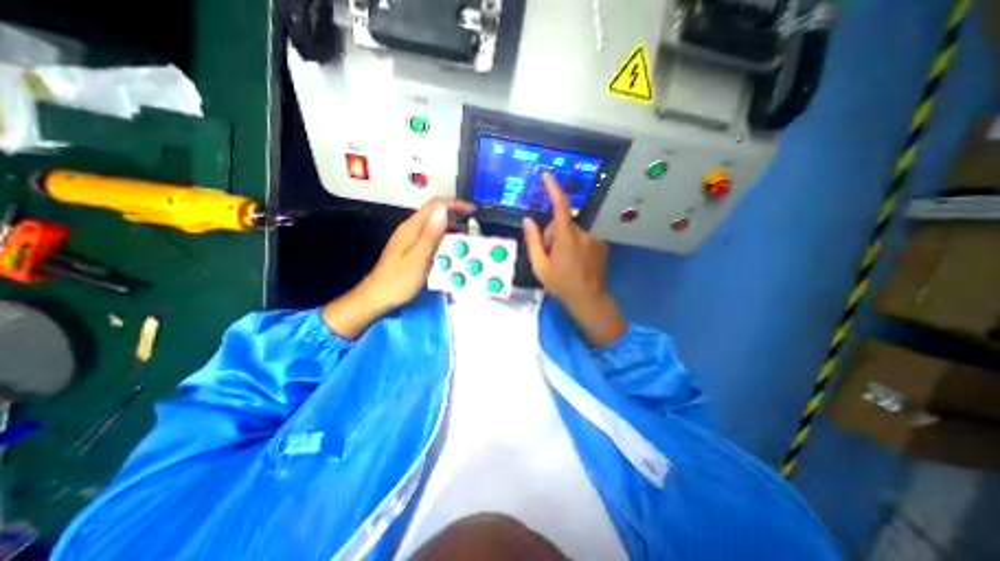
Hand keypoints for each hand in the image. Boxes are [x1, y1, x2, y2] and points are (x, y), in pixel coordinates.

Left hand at [321, 198, 472, 336]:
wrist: (377, 297)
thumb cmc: (399, 281)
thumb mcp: (419, 258)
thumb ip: (431, 235)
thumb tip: (443, 210)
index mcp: (412, 228)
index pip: (435, 205)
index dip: (455, 204)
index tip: (473, 212)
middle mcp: (411, 229)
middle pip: (435, 213)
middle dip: (456, 216)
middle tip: (473, 229)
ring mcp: (410, 238)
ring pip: (434, 226)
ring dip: (451, 229)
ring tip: (467, 240)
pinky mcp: (411, 248)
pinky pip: (431, 238)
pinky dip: (444, 240)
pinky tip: (452, 250)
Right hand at [524, 173, 622, 344]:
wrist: (589, 299)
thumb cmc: (561, 284)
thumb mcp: (540, 266)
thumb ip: (533, 241)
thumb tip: (527, 220)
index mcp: (566, 237)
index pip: (560, 206)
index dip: (553, 189)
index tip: (547, 176)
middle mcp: (583, 233)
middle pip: (562, 223)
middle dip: (553, 235)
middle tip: (549, 256)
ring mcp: (594, 239)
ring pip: (572, 232)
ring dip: (564, 241)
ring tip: (562, 262)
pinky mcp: (601, 246)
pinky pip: (583, 238)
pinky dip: (575, 245)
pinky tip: (575, 262)